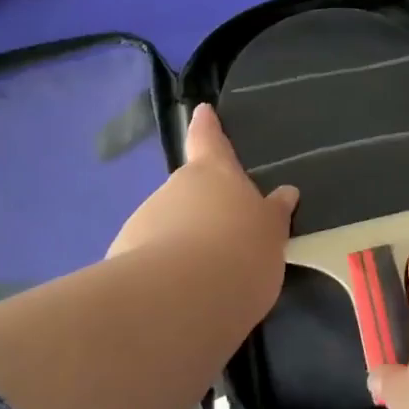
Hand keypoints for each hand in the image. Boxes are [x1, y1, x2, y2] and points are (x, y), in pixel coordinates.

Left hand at [108, 104, 297, 310]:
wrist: (180, 298)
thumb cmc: (240, 251)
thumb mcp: (271, 233)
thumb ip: (273, 214)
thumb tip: (286, 194)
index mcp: (213, 173)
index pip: (209, 139)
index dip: (207, 125)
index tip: (202, 110)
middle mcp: (174, 188)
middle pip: (188, 191)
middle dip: (200, 209)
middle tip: (222, 237)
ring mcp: (144, 221)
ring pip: (167, 226)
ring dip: (181, 244)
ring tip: (204, 280)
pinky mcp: (122, 258)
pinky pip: (150, 260)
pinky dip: (163, 272)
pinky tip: (180, 299)